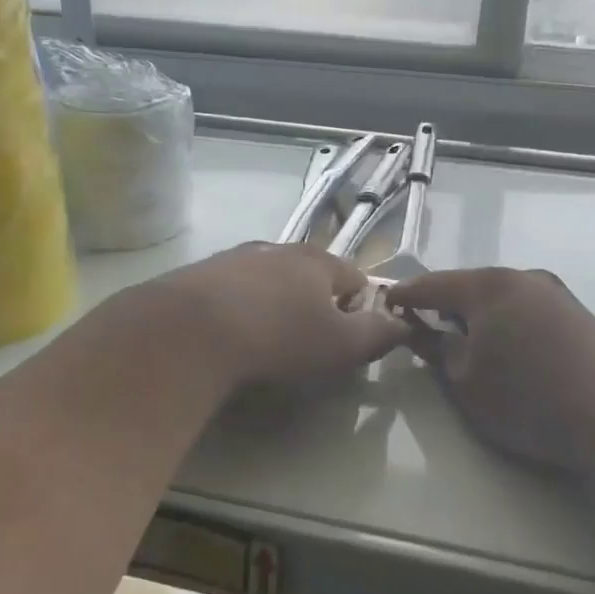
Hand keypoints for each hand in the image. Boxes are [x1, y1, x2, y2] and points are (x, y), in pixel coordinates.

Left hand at [156, 243, 408, 386]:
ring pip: (267, 280)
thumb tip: (404, 324)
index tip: (346, 341)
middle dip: (312, 304)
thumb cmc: (278, 336)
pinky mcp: (198, 274)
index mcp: (317, 261)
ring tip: (263, 340)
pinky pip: (230, 290)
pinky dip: (236, 308)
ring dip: (272, 304)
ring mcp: (234, 258)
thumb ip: (376, 333)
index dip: (358, 309)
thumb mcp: (340, 344)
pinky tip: (227, 335)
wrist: (190, 330)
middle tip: (304, 342)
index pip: (354, 278)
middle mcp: (277, 249)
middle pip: (308, 275)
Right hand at [388, 267, 594, 471]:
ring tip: (462, 340)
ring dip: (476, 315)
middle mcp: (521, 277)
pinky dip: (504, 322)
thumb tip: (419, 330)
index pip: (431, 284)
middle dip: (442, 305)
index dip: (404, 296)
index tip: (383, 305)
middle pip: (467, 286)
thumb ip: (436, 351)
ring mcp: (553, 292)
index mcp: (487, 286)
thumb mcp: (465, 382)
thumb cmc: (527, 399)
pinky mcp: (575, 313)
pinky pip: (523, 309)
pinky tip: (504, 348)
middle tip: (420, 327)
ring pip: (498, 297)